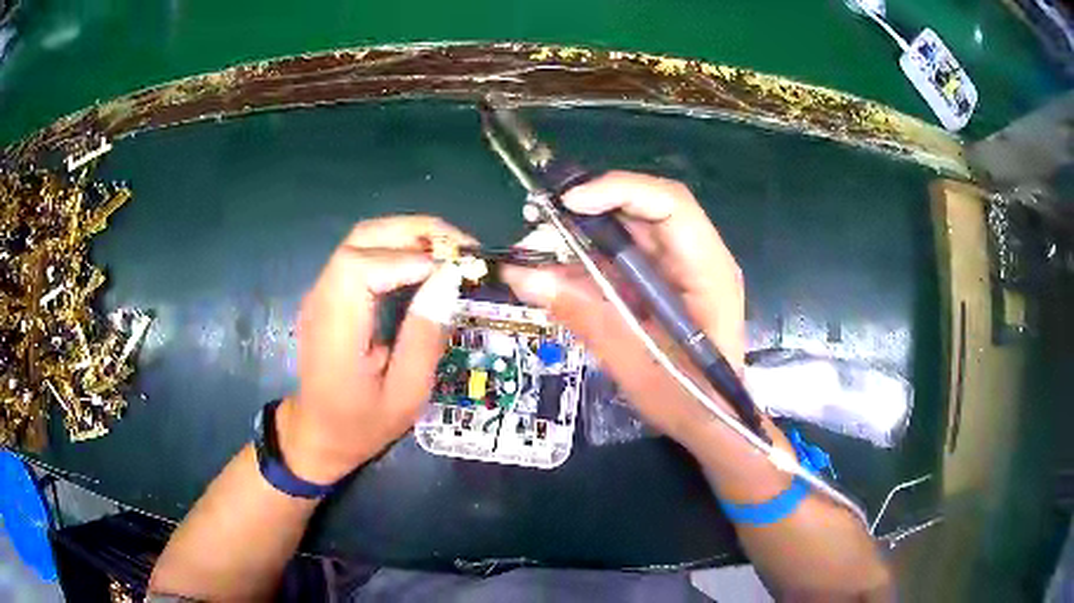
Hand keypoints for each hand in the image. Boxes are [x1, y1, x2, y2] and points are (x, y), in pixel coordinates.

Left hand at [279, 216, 474, 484]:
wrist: (318, 434)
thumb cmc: (362, 423)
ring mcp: (321, 292)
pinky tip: (423, 263)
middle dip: (415, 231)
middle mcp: (321, 298)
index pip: (361, 265)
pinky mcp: (329, 293)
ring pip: (362, 239)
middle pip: (362, 237)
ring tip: (449, 251)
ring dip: (408, 235)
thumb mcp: (405, 394)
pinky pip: (362, 254)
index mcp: (335, 328)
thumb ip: (424, 337)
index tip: (452, 270)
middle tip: (462, 246)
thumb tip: (448, 280)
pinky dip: (396, 248)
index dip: (409, 258)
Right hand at [501, 171, 748, 448]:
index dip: (619, 191)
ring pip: (629, 229)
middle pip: (645, 209)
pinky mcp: (662, 280)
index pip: (671, 205)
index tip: (568, 203)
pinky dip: (587, 260)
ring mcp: (680, 267)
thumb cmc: (688, 400)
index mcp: (708, 271)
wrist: (713, 422)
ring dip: (583, 232)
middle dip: (591, 208)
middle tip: (538, 219)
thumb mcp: (634, 363)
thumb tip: (523, 276)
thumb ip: (584, 315)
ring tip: (537, 247)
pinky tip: (555, 273)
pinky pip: (622, 256)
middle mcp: (698, 257)